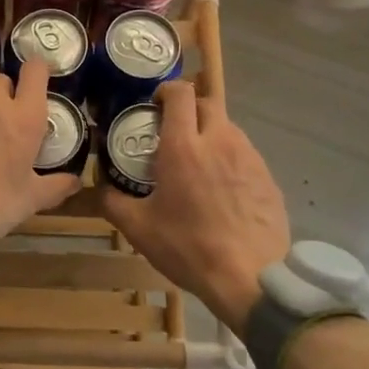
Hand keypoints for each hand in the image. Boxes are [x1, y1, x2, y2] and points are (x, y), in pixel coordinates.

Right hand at [99, 81, 288, 336]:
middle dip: (189, 108)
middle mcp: (219, 140)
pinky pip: (245, 154)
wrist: (251, 278)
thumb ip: (113, 201)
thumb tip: (100, 186)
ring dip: (211, 133)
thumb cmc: (189, 248)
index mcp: (184, 146)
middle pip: (207, 102)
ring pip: (228, 128)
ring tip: (199, 161)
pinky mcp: (268, 176)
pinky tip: (223, 188)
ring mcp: (249, 157)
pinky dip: (230, 159)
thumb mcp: (139, 229)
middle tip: (174, 131)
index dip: (167, 90)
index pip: (180, 93)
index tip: (155, 104)